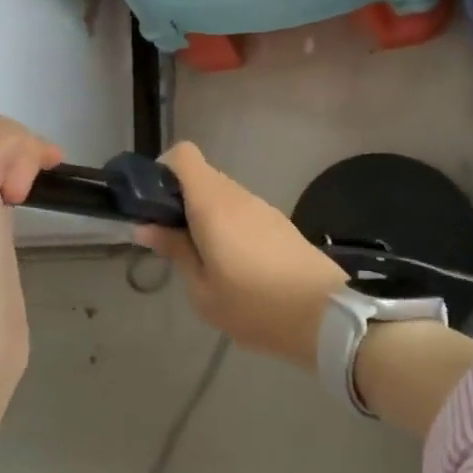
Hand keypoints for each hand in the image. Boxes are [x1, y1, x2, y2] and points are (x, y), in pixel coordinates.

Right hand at [133, 143, 346, 367]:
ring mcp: (261, 206)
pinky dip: (227, 224)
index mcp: (213, 204)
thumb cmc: (255, 306)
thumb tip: (146, 227)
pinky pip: (241, 210)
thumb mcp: (203, 290)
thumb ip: (174, 251)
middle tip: (170, 239)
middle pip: (200, 176)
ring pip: (221, 194)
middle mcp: (237, 195)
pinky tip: (232, 263)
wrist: (326, 318)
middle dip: (179, 199)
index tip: (154, 204)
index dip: (163, 170)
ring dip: (204, 214)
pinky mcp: (278, 222)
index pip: (183, 154)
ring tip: (201, 257)